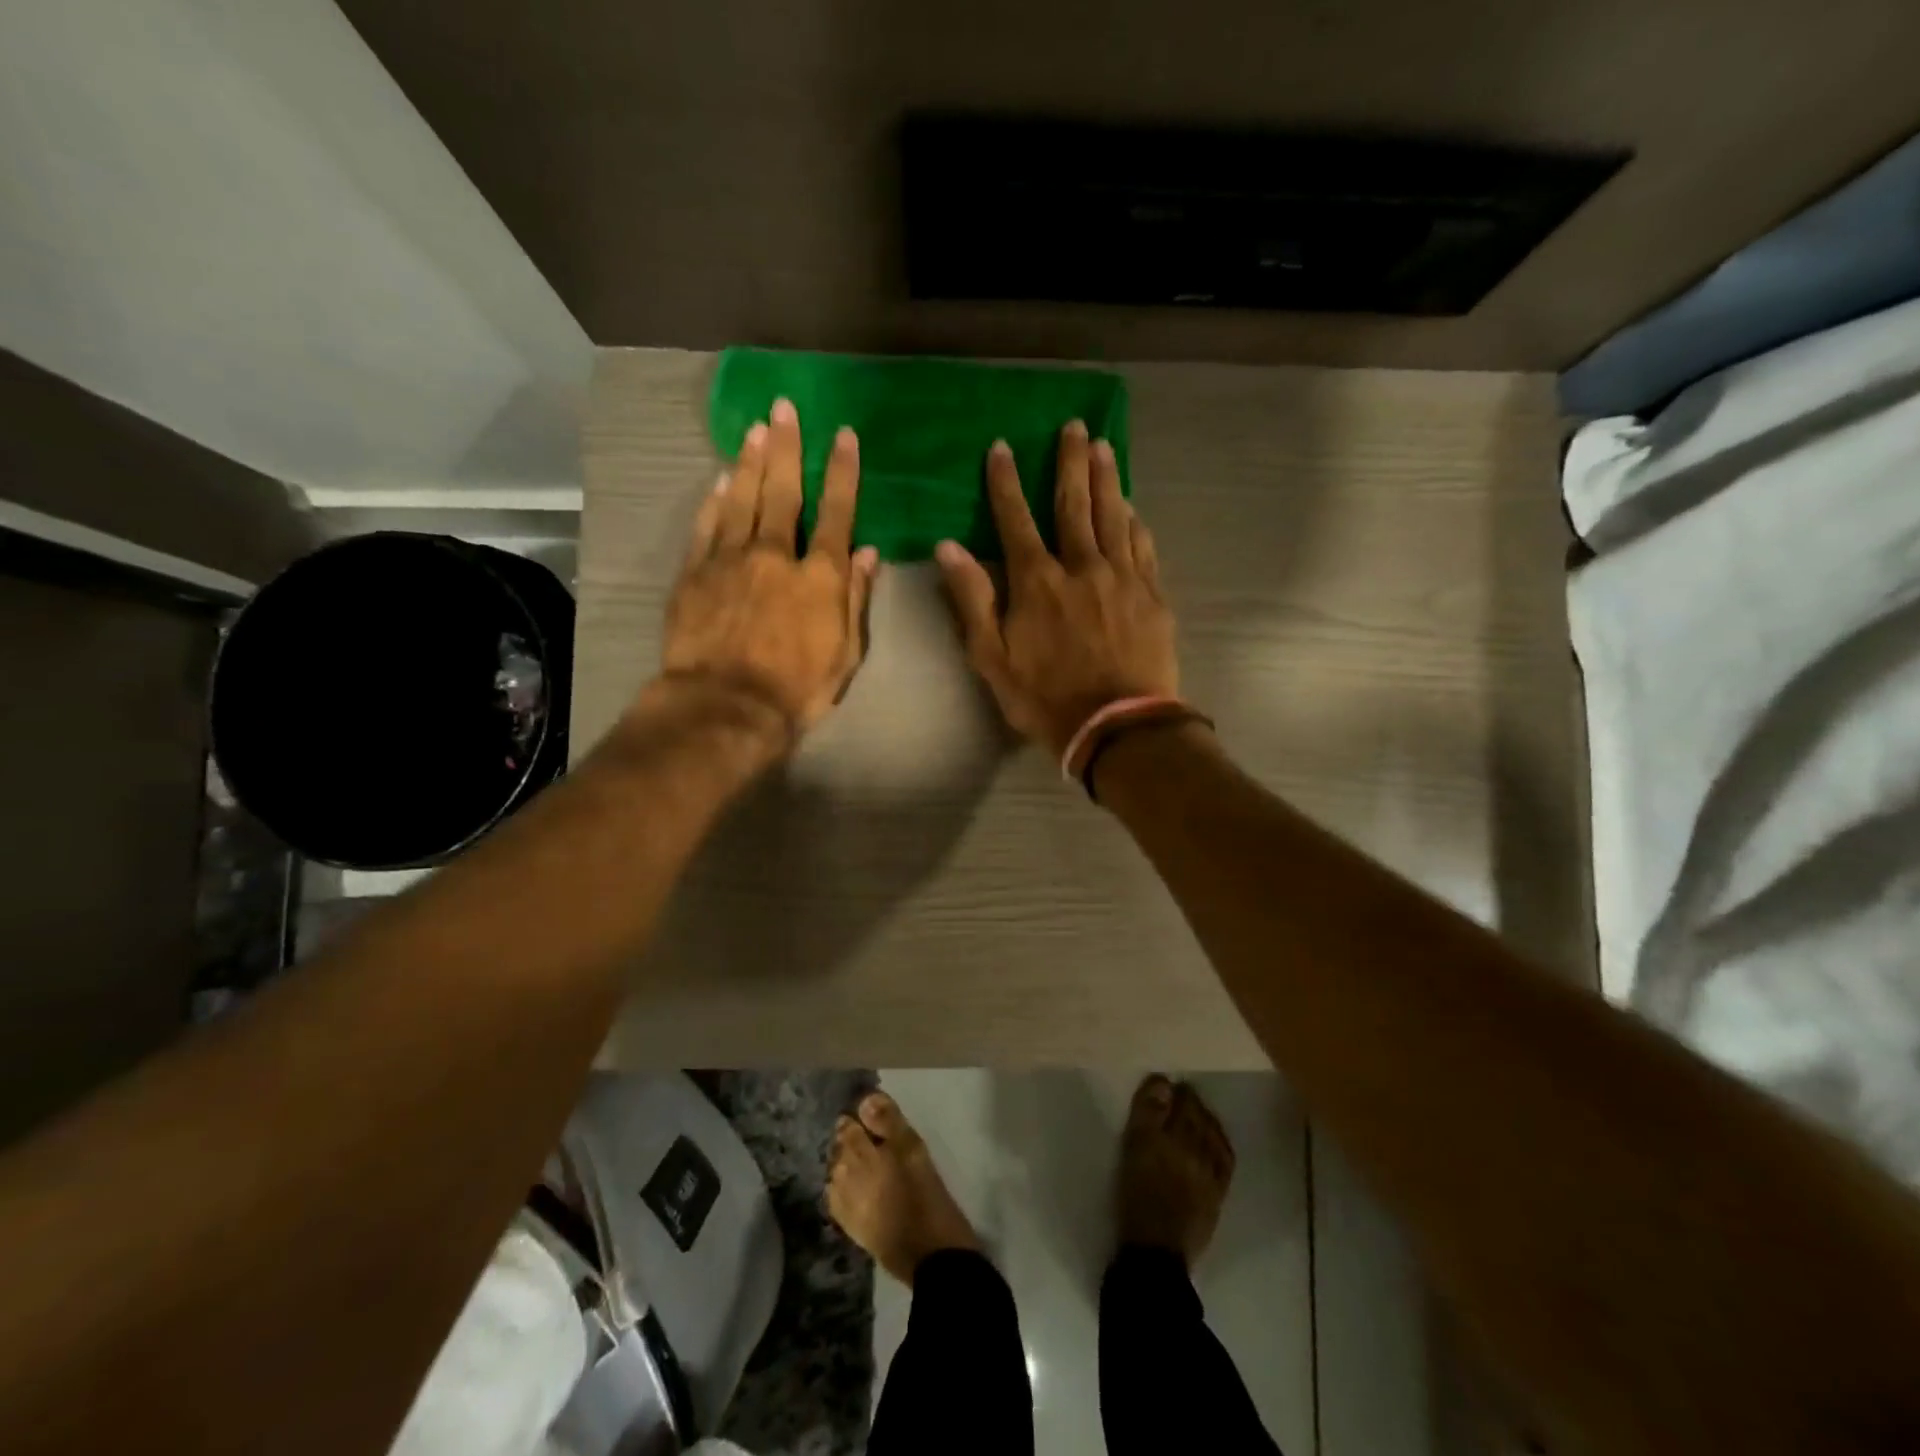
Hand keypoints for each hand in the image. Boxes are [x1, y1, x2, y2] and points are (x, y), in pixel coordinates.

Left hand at [660, 398, 879, 739]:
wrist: (727, 707)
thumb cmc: (798, 689)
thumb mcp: (846, 653)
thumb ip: (855, 598)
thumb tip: (867, 553)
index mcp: (819, 576)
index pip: (836, 512)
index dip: (842, 472)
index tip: (844, 435)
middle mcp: (776, 555)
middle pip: (783, 490)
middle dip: (787, 446)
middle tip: (785, 407)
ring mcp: (730, 560)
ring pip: (741, 498)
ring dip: (749, 460)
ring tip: (755, 427)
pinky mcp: (695, 573)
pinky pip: (706, 526)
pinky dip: (714, 500)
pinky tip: (719, 478)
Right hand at [936, 421, 1177, 756]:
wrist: (1117, 725)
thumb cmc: (1046, 697)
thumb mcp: (992, 657)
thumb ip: (972, 599)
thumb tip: (948, 547)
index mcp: (1037, 581)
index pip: (1016, 519)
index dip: (1006, 482)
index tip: (1002, 447)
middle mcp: (1081, 566)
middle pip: (1074, 504)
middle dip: (1069, 462)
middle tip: (1074, 426)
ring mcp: (1122, 578)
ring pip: (1113, 516)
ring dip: (1107, 479)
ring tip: (1104, 447)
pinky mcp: (1151, 595)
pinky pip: (1142, 546)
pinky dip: (1135, 521)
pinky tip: (1132, 506)